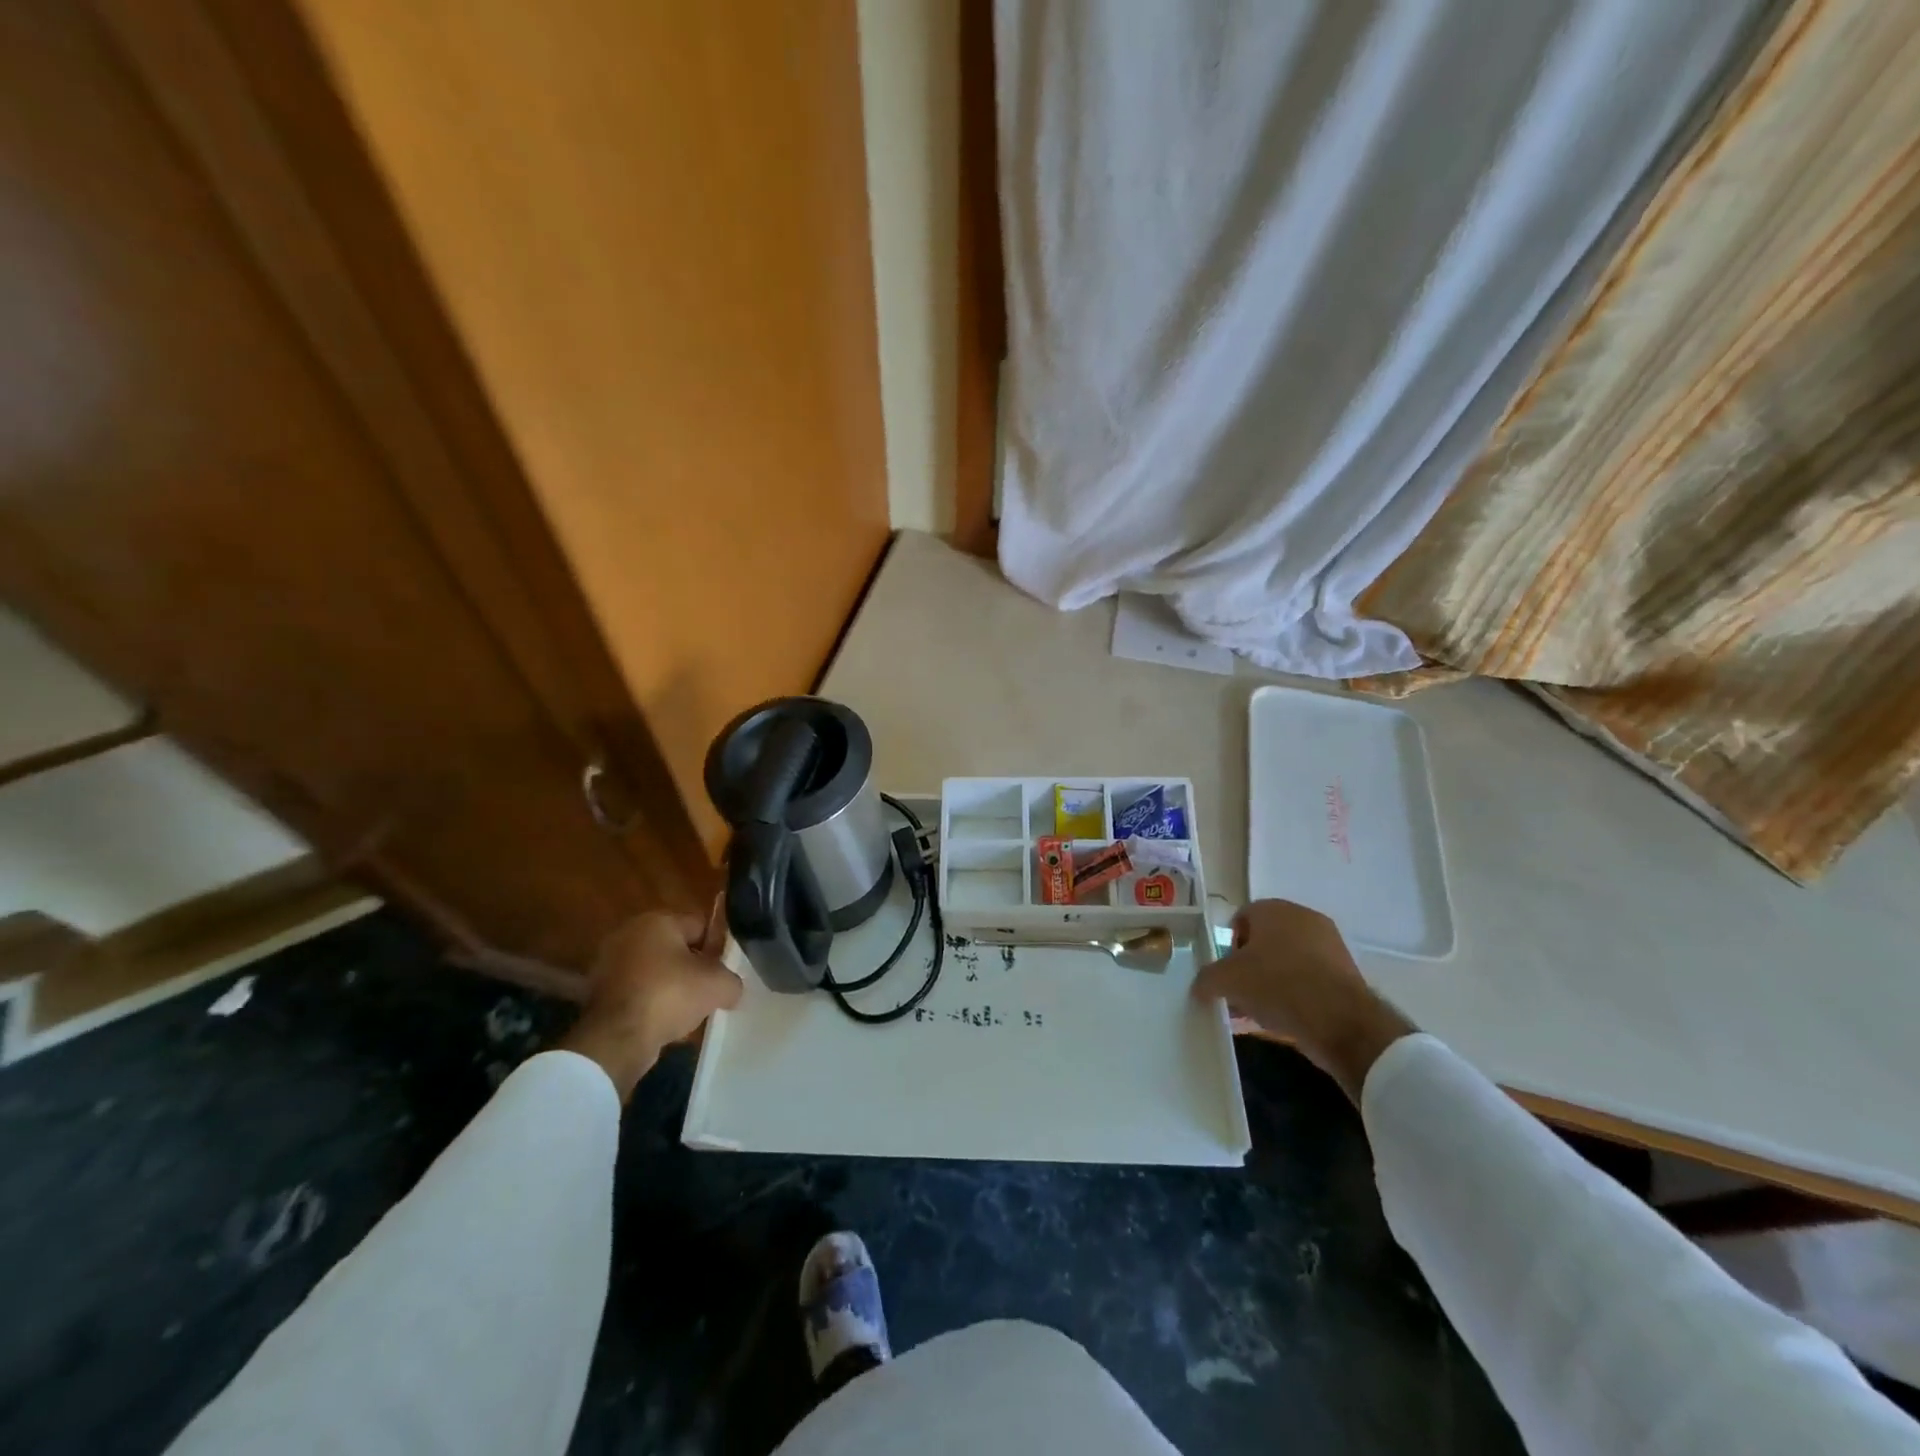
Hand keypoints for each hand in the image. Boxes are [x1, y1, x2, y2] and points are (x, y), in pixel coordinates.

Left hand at [558, 910, 742, 1100]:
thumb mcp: (717, 985)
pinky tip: (662, 1023)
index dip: (717, 947)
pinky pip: (636, 992)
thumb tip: (730, 989)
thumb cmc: (669, 995)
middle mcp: (629, 933)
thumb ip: (732, 981)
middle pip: (675, 948)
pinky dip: (649, 1004)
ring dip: (670, 987)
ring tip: (685, 1012)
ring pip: (655, 971)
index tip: (724, 972)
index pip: (700, 925)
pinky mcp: (597, 993)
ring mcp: (608, 963)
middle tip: (707, 992)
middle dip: (692, 968)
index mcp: (658, 920)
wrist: (616, 1039)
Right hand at [1192, 899, 1414, 1104]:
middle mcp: (1303, 918)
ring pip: (1288, 963)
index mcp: (1274, 909)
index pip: (1241, 919)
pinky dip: (1296, 997)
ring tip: (1259, 1013)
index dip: (1228, 947)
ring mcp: (1329, 945)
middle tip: (1240, 994)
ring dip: (1272, 984)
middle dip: (1250, 968)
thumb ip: (1206, 979)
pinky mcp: (1346, 974)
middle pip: (1265, 942)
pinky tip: (1284, 1022)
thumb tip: (1200, 987)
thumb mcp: (1226, 981)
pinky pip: (1309, 981)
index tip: (1226, 974)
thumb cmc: (1276, 985)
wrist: (1340, 1021)